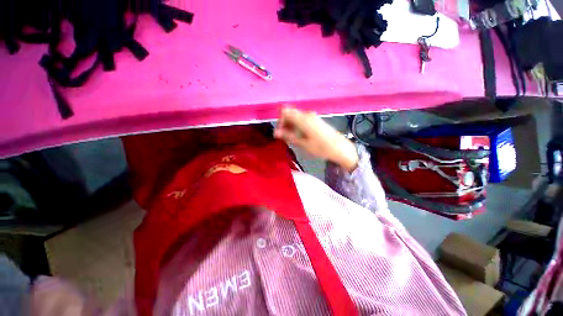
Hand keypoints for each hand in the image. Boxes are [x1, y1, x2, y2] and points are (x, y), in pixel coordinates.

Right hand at [274, 107, 358, 171]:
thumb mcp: (302, 144)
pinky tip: (300, 136)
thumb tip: (275, 132)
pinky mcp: (316, 120)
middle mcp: (307, 114)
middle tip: (285, 138)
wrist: (339, 148)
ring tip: (292, 139)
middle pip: (290, 113)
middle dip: (284, 124)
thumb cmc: (320, 147)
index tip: (280, 133)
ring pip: (295, 117)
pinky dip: (297, 126)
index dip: (280, 121)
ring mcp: (312, 116)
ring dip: (291, 126)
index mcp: (303, 118)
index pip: (285, 111)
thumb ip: (288, 136)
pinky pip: (302, 119)